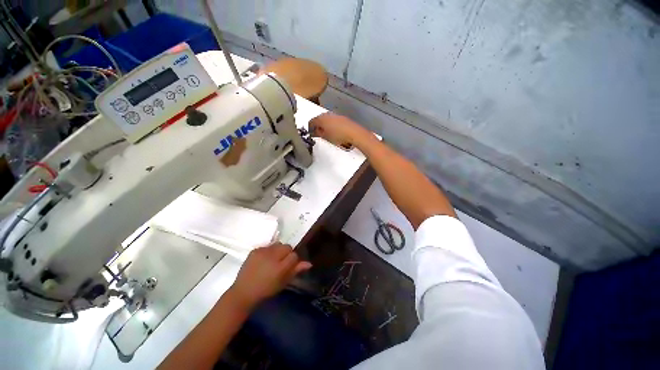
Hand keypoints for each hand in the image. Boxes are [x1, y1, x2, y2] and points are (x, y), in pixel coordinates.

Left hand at [228, 243, 311, 309]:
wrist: (243, 292)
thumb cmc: (266, 290)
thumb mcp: (283, 282)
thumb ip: (296, 271)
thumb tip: (309, 263)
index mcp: (280, 267)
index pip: (294, 255)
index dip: (293, 260)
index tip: (289, 266)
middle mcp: (272, 256)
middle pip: (287, 246)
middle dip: (286, 253)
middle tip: (281, 262)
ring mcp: (262, 252)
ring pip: (278, 244)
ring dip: (278, 250)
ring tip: (272, 260)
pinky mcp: (255, 250)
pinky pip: (267, 246)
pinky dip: (268, 251)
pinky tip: (264, 260)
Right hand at [309, 113, 369, 148]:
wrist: (354, 133)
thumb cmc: (337, 136)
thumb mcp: (325, 137)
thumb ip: (317, 134)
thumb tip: (313, 132)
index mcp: (321, 118)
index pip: (311, 122)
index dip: (309, 128)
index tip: (310, 134)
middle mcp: (327, 114)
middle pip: (318, 119)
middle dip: (317, 126)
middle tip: (318, 134)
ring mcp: (335, 115)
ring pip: (326, 119)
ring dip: (324, 125)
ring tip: (326, 133)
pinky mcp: (341, 117)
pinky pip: (332, 120)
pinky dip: (330, 125)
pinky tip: (334, 131)